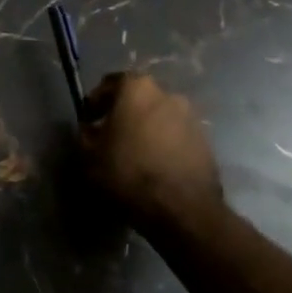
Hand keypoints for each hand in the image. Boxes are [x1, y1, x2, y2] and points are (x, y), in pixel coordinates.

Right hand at [79, 73, 225, 230]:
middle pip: (138, 98)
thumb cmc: (128, 172)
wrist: (182, 209)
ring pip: (159, 116)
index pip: (110, 83)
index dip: (96, 101)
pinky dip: (164, 144)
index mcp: (136, 88)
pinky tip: (155, 166)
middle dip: (123, 113)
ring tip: (134, 154)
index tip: (89, 120)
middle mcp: (167, 93)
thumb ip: (85, 134)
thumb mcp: (89, 155)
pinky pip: (176, 136)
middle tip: (110, 136)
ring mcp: (191, 117)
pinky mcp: (206, 141)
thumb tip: (90, 129)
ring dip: (146, 129)